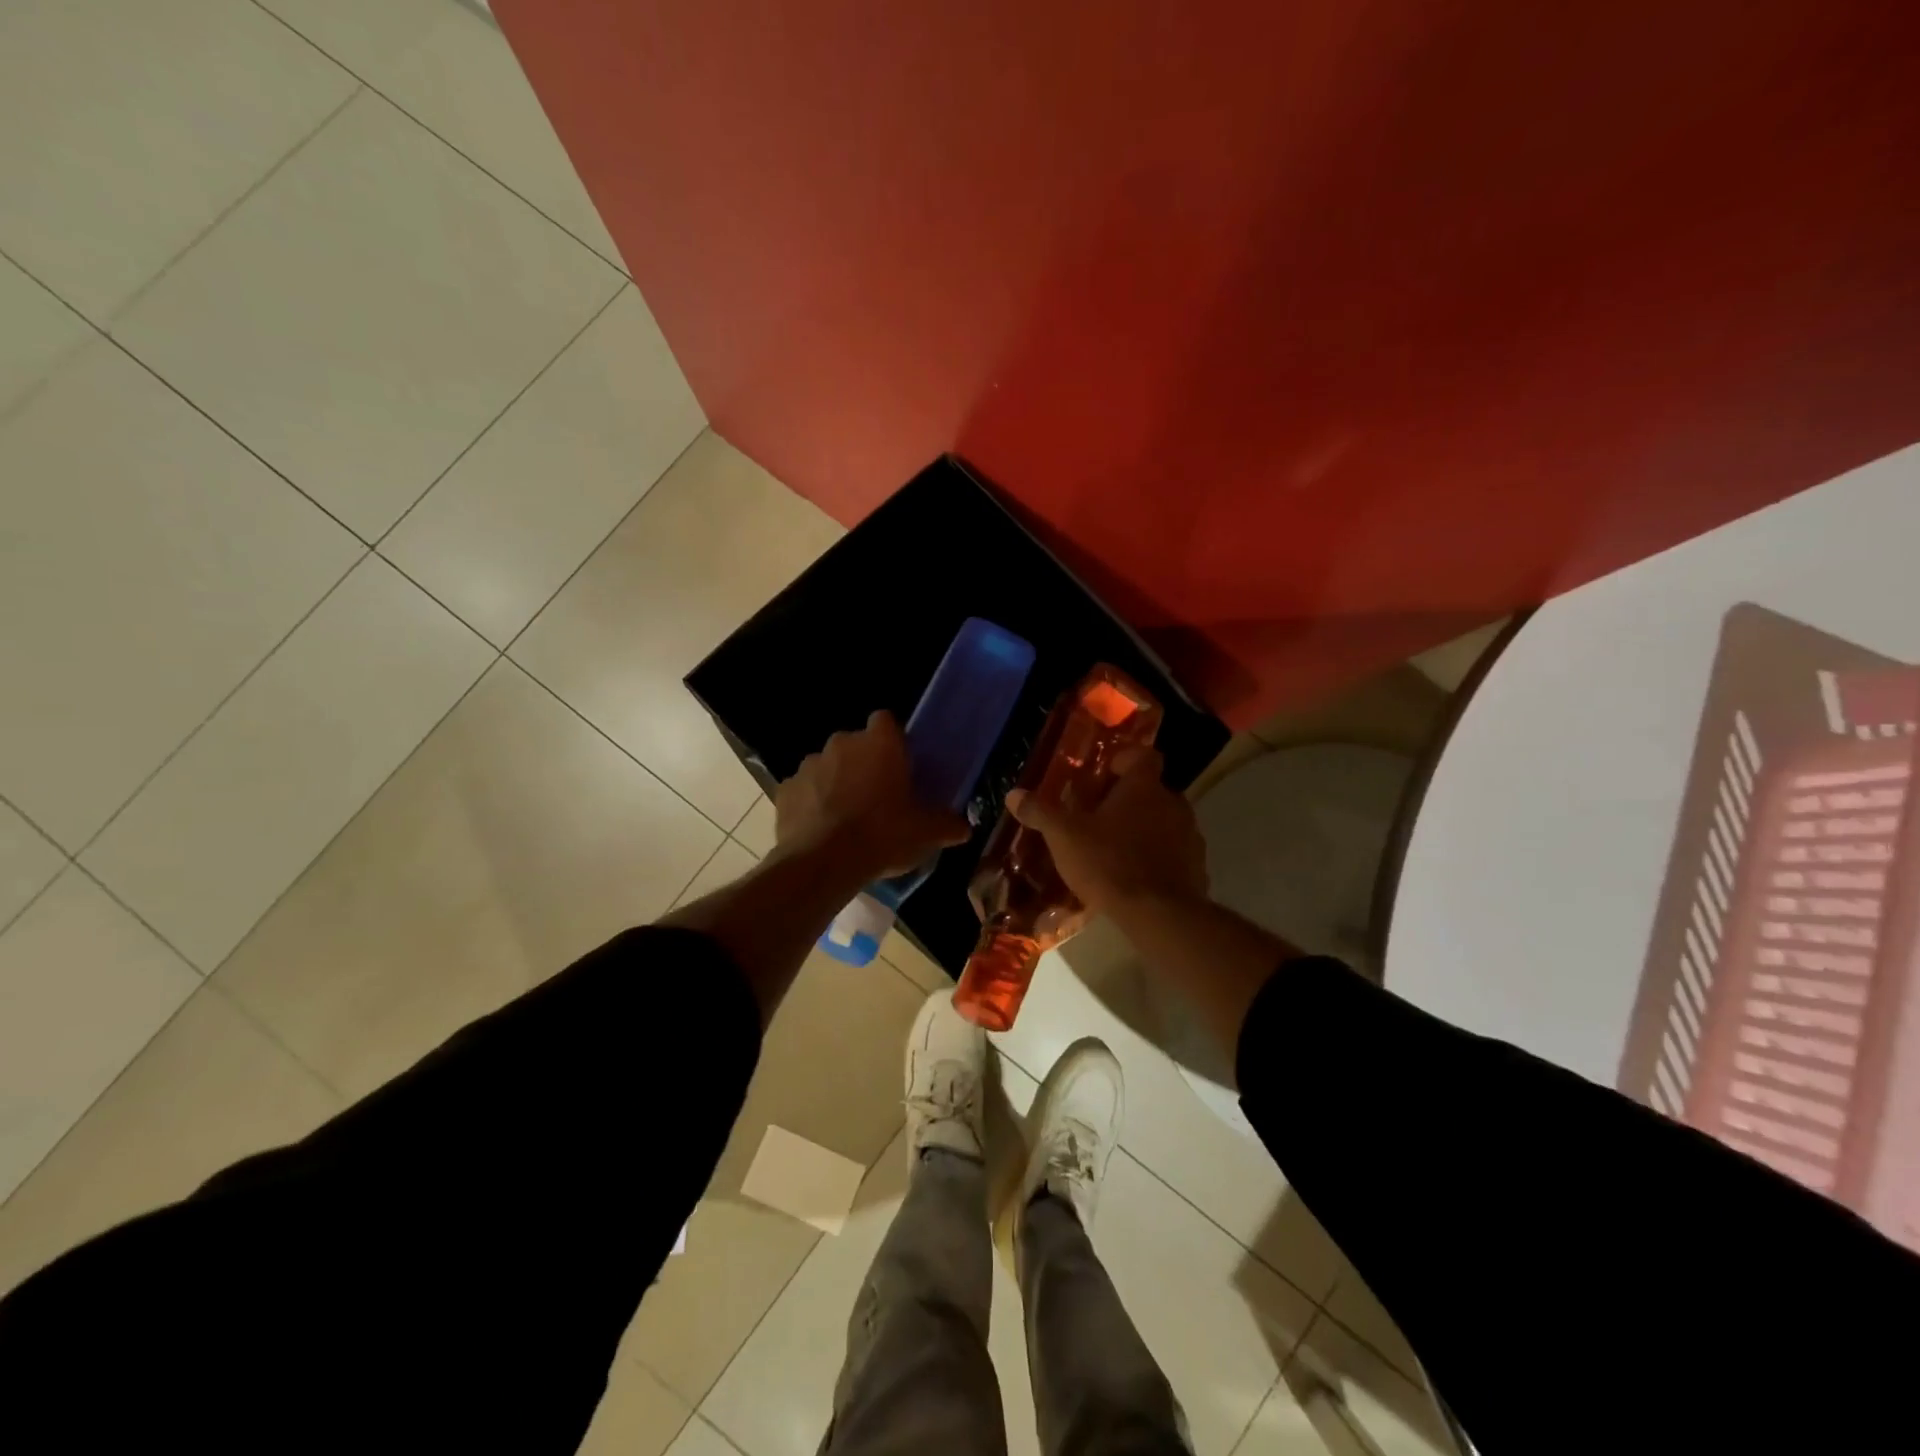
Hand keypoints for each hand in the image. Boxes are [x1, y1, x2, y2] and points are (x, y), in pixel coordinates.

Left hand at [775, 711, 969, 880]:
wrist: (823, 863)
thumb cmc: (882, 836)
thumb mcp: (925, 834)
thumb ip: (947, 825)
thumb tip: (964, 828)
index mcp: (879, 744)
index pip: (886, 720)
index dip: (892, 739)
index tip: (899, 763)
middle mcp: (842, 743)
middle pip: (855, 744)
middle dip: (863, 763)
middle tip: (876, 796)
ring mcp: (809, 764)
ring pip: (827, 765)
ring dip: (835, 782)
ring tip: (845, 816)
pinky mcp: (785, 789)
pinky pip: (803, 790)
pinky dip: (810, 803)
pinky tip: (820, 829)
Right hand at [1006, 747, 1207, 917]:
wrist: (1159, 915)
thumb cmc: (1109, 863)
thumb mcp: (1064, 836)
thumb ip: (1040, 812)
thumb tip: (1013, 794)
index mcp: (1144, 787)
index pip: (1143, 755)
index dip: (1123, 760)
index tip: (1103, 774)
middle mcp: (1173, 803)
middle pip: (1151, 790)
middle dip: (1127, 800)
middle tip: (1098, 816)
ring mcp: (1190, 836)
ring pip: (1164, 822)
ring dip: (1144, 829)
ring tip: (1115, 849)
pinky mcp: (1197, 867)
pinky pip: (1175, 853)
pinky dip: (1157, 858)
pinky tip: (1135, 878)